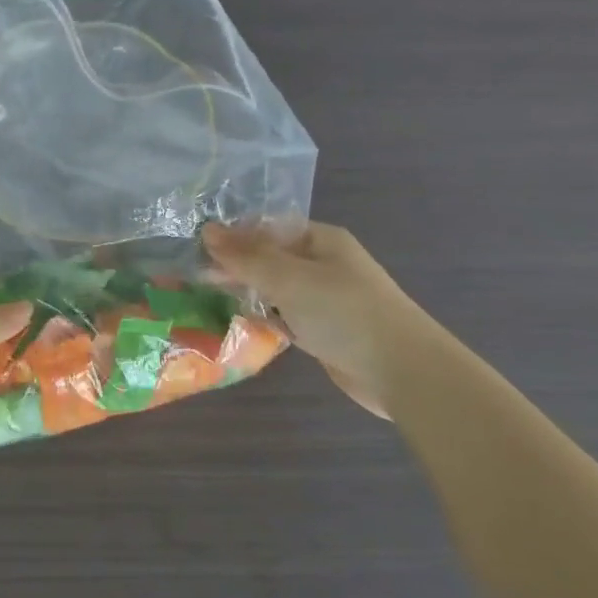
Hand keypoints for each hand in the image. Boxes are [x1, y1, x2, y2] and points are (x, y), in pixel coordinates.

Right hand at [204, 221, 440, 419]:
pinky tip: (240, 322)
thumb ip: (246, 257)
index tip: (197, 250)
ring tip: (208, 297)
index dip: (234, 236)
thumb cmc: (344, 312)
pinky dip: (265, 318)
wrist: (401, 370)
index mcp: (321, 239)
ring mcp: (325, 298)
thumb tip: (207, 231)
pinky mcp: (324, 330)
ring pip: (276, 288)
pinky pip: (285, 316)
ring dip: (248, 292)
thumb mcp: (289, 278)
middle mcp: (323, 264)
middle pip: (270, 257)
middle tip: (196, 278)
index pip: (268, 227)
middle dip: (237, 266)